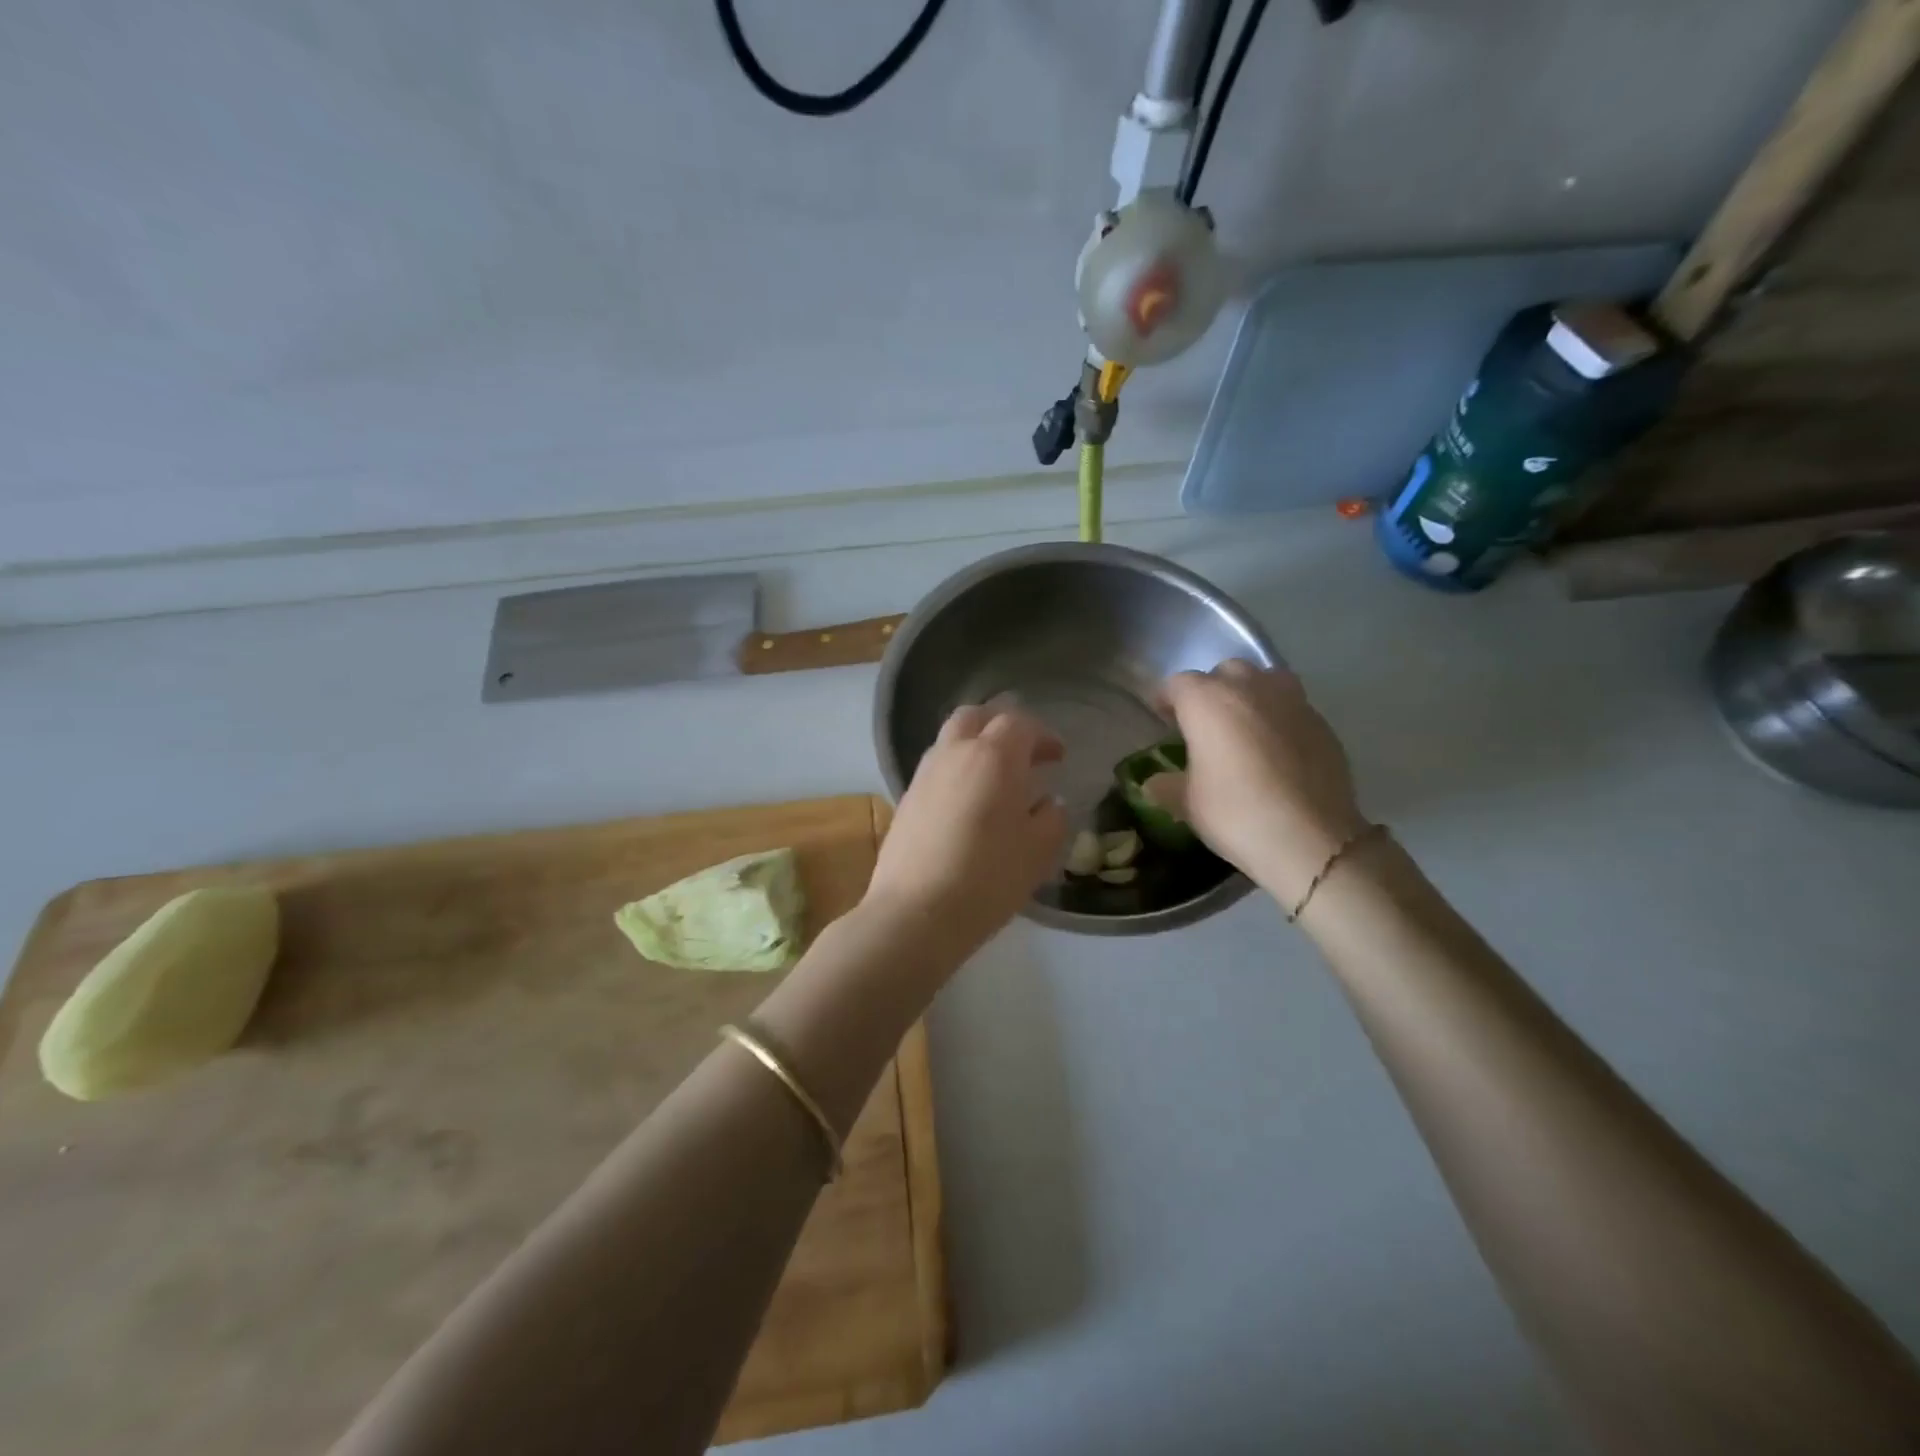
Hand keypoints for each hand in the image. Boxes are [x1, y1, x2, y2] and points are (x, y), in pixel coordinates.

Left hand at [865, 704, 1067, 953]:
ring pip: (951, 739)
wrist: (915, 913)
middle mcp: (954, 753)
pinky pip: (936, 767)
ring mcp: (924, 774)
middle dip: (1002, 726)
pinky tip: (968, 803)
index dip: (1043, 735)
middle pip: (976, 716)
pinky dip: (957, 769)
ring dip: (976, 745)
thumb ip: (1052, 818)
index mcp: (993, 756)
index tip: (1058, 757)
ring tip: (995, 778)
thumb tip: (1048, 802)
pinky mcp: (905, 798)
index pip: (1020, 723)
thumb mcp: (1038, 851)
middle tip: (1023, 753)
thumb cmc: (988, 878)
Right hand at [1149, 661, 1367, 904]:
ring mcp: (1290, 701)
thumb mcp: (1187, 804)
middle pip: (1224, 672)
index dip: (1167, 700)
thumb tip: (1154, 783)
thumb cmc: (1236, 813)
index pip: (1178, 684)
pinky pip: (1292, 706)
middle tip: (1205, 724)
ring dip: (1250, 694)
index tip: (1164, 721)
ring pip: (1264, 680)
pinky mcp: (1320, 721)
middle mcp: (1248, 688)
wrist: (1310, 838)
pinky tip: (1276, 749)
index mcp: (1207, 701)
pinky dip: (1279, 717)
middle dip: (1211, 691)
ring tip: (1245, 726)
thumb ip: (1166, 785)